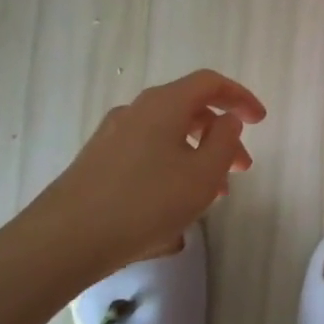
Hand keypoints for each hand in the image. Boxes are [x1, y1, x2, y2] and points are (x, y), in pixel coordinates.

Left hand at [37, 69, 265, 280]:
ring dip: (197, 157)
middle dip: (221, 136)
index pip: (210, 82)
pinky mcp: (97, 162)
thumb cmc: (145, 203)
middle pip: (189, 110)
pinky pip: (147, 155)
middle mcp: (136, 110)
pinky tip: (175, 207)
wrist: (63, 240)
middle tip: (241, 168)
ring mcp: (112, 136)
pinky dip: (171, 169)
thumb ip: (225, 142)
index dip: (240, 97)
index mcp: (164, 104)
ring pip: (168, 136)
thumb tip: (228, 120)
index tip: (260, 120)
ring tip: (212, 196)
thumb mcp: (202, 175)